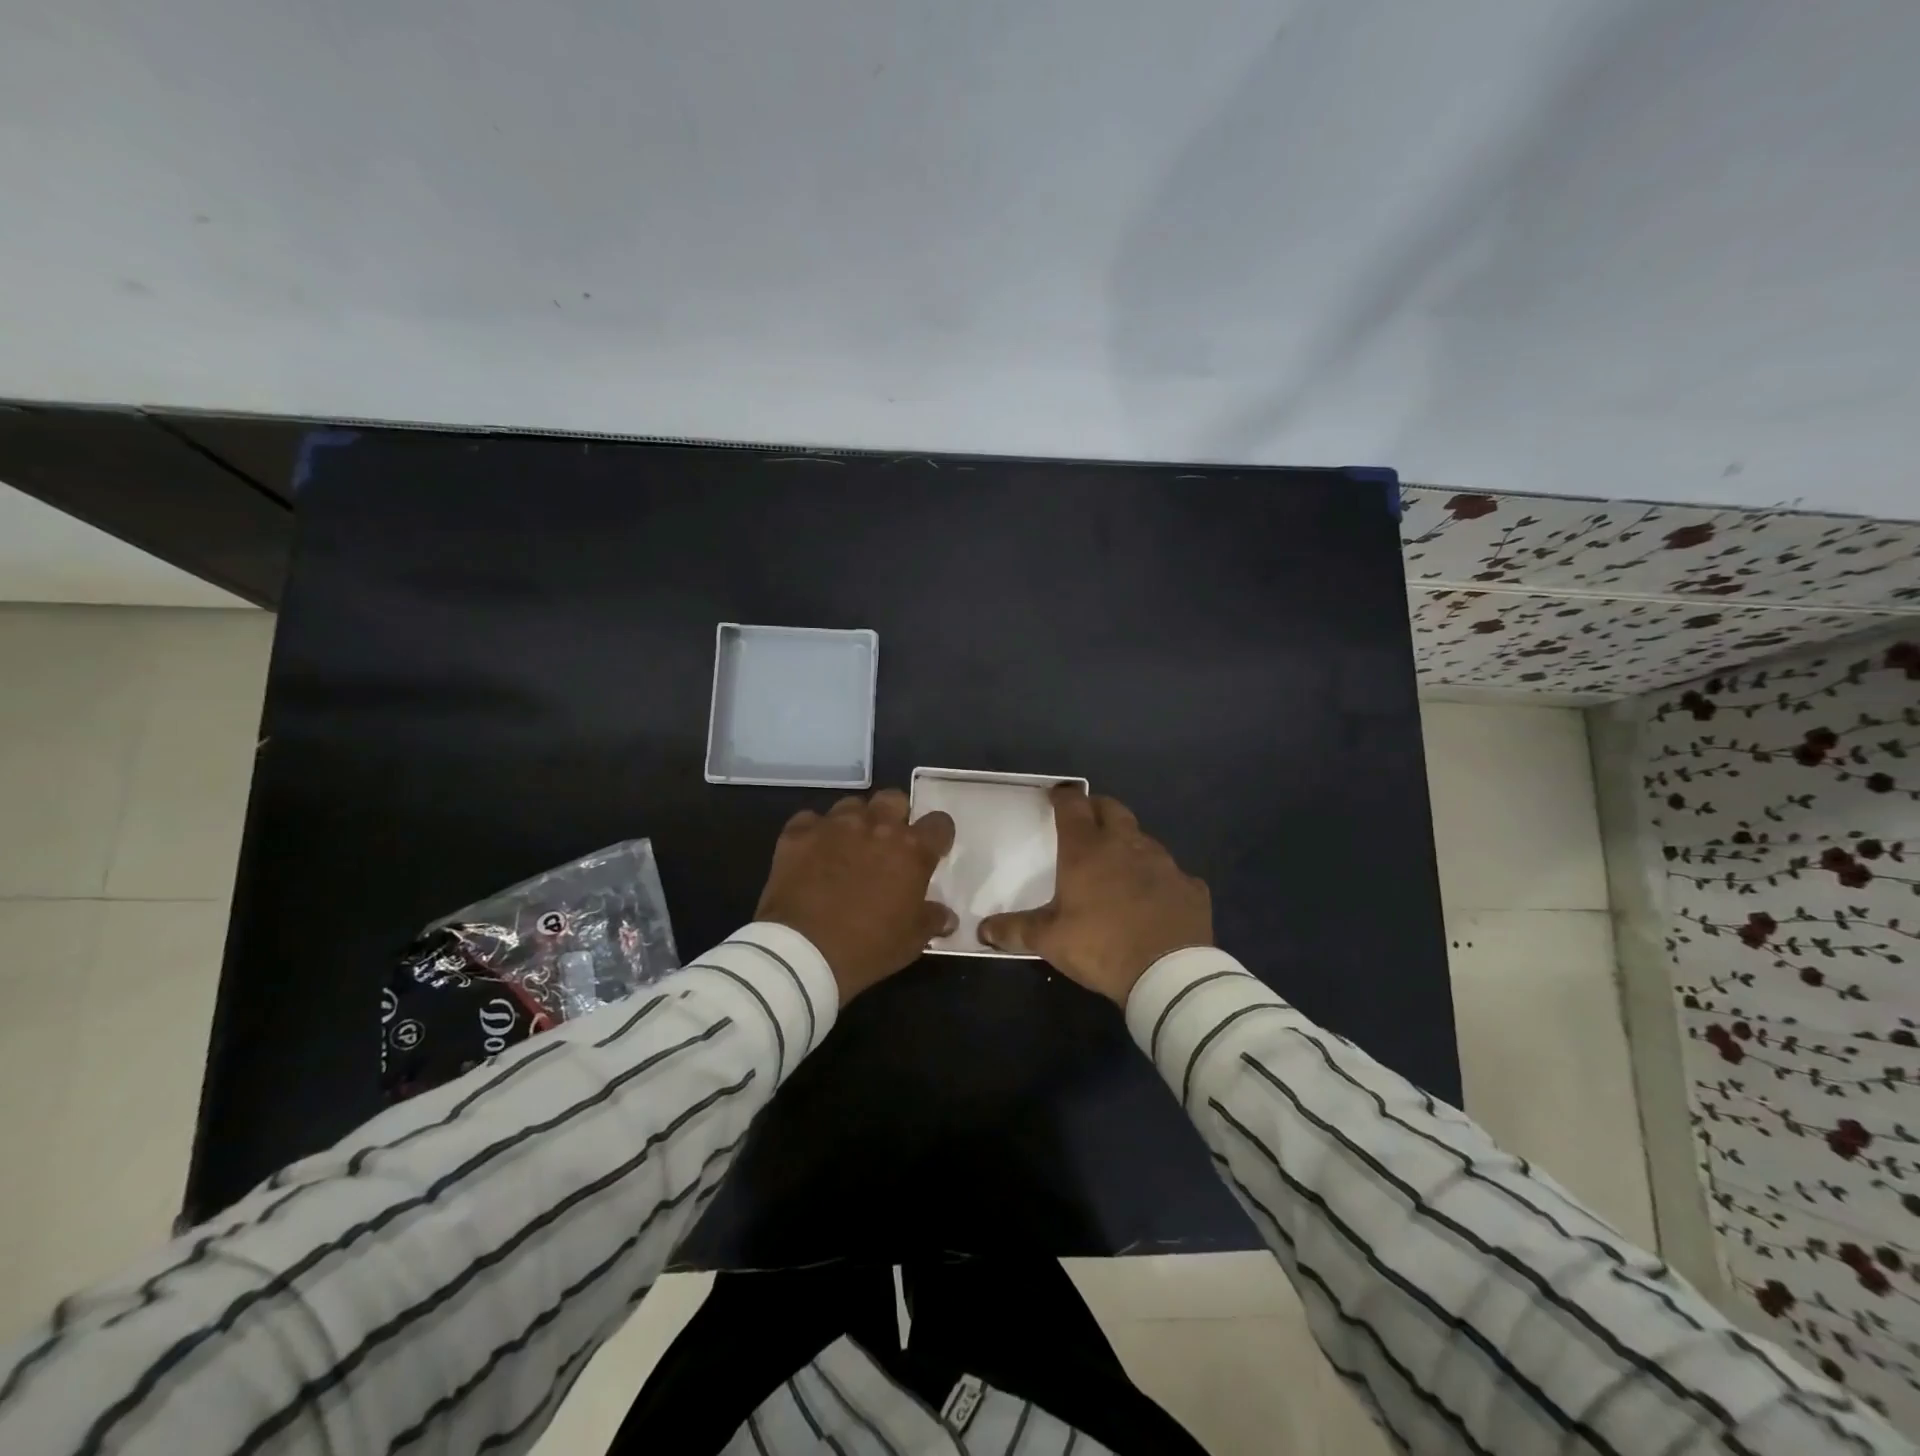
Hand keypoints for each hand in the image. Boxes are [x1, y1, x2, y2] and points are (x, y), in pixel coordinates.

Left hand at [755, 789, 957, 1000]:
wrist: (802, 953)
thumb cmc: (868, 947)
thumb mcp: (911, 941)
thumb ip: (932, 920)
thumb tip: (946, 916)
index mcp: (911, 850)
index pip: (939, 824)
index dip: (937, 836)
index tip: (932, 852)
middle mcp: (875, 826)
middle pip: (894, 799)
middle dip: (895, 816)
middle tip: (888, 844)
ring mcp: (834, 826)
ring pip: (852, 804)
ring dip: (856, 822)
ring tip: (849, 847)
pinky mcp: (798, 833)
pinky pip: (810, 820)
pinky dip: (815, 833)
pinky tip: (813, 854)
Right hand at [979, 784, 1211, 1004]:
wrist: (1168, 973)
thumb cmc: (1100, 946)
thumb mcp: (1049, 941)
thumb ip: (1015, 930)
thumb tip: (982, 931)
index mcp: (1087, 850)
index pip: (1073, 806)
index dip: (1064, 796)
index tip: (1057, 795)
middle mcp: (1126, 845)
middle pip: (1112, 809)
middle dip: (1098, 808)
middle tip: (1087, 820)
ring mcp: (1164, 863)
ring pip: (1143, 839)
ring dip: (1129, 843)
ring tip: (1119, 862)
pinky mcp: (1190, 887)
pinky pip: (1173, 874)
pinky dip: (1160, 879)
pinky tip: (1156, 898)